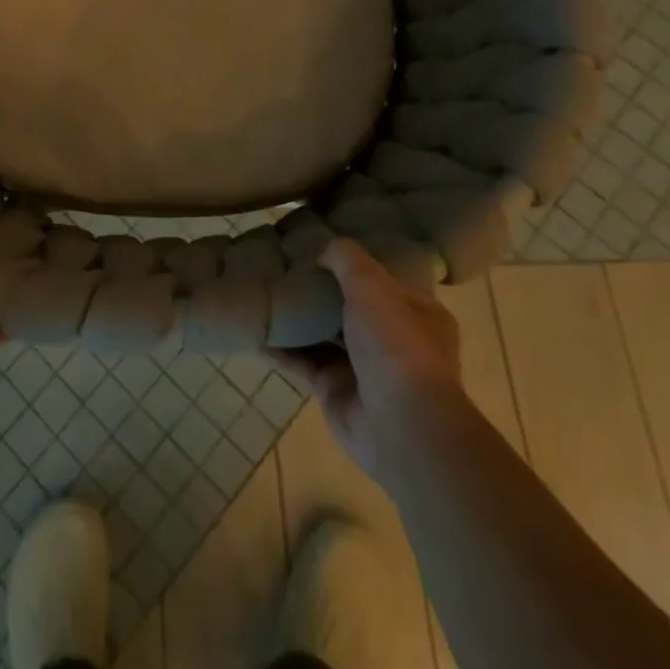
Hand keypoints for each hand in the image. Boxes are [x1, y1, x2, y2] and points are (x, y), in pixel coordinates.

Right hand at [269, 239, 462, 482]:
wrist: (401, 427)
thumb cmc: (396, 344)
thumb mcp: (372, 284)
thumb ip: (345, 258)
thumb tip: (323, 249)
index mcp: (416, 310)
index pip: (383, 277)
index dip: (354, 260)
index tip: (322, 240)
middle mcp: (391, 338)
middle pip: (348, 304)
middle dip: (318, 287)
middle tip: (283, 262)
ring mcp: (361, 366)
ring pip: (321, 333)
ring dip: (295, 316)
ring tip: (261, 289)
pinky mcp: (334, 390)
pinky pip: (301, 362)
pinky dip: (279, 348)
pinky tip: (253, 330)